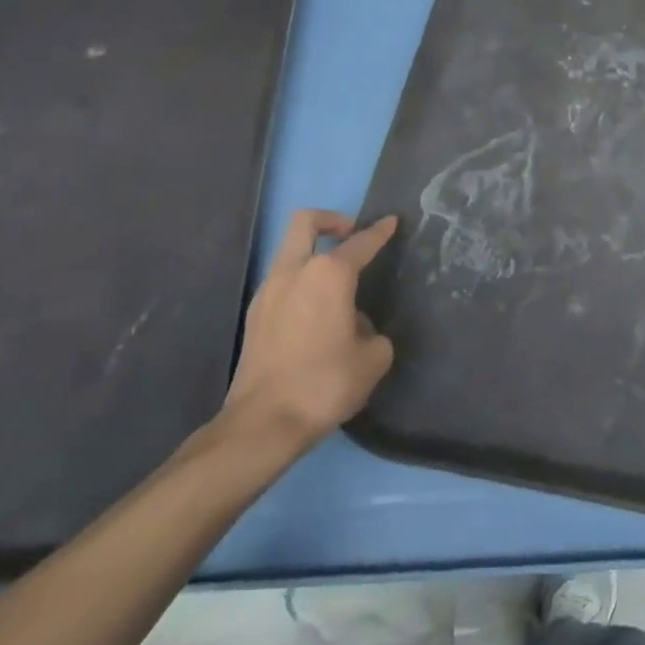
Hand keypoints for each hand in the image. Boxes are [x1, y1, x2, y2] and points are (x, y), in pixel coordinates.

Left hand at [218, 209, 398, 455]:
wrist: (263, 424)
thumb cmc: (325, 383)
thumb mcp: (373, 359)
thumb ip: (373, 332)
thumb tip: (356, 327)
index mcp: (329, 274)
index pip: (360, 242)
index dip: (380, 231)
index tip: (391, 222)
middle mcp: (294, 272)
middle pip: (306, 222)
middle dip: (332, 221)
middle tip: (351, 237)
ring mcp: (268, 292)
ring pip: (289, 251)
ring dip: (313, 253)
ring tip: (337, 283)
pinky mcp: (253, 316)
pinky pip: (281, 281)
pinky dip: (300, 281)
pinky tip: (317, 313)